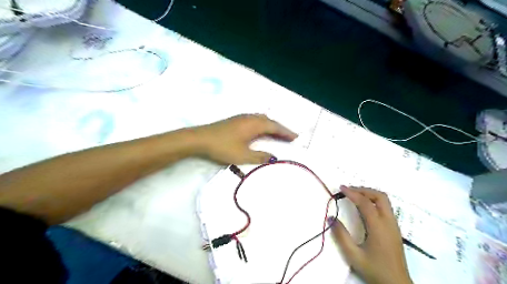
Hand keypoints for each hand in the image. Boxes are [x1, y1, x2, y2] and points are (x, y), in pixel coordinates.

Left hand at [194, 114, 297, 164]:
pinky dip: (262, 125)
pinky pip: (254, 120)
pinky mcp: (235, 120)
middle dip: (280, 129)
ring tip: (277, 134)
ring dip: (271, 126)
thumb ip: (260, 156)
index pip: (275, 127)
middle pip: (269, 121)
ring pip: (261, 119)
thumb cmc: (223, 147)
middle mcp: (250, 118)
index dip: (286, 132)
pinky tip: (260, 131)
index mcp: (254, 125)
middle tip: (289, 137)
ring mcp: (241, 118)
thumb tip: (274, 157)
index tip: (296, 137)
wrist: (200, 139)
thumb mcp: (243, 156)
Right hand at [332, 186, 409, 283]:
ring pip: (384, 201)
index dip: (352, 193)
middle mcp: (389, 222)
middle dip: (363, 190)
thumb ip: (341, 235)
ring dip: (369, 194)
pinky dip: (374, 201)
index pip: (365, 203)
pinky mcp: (394, 229)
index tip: (341, 188)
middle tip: (349, 191)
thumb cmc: (374, 269)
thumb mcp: (353, 255)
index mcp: (378, 227)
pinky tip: (364, 207)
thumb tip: (331, 217)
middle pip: (380, 196)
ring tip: (355, 196)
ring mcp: (394, 225)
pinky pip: (385, 208)